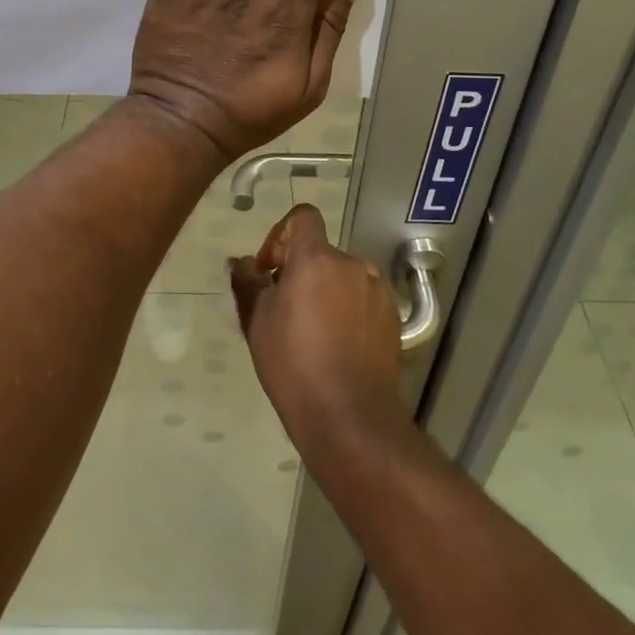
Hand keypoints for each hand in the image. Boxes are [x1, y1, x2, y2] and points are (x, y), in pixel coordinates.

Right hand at [229, 204, 403, 449]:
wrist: (350, 417)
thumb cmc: (294, 364)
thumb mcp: (257, 321)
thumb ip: (248, 282)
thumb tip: (241, 262)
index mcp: (316, 258)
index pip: (303, 217)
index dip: (282, 234)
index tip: (271, 270)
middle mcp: (352, 264)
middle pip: (321, 252)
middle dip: (301, 271)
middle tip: (285, 310)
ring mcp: (377, 290)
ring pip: (343, 277)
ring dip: (327, 291)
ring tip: (313, 332)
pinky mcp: (393, 317)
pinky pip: (363, 299)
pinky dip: (349, 310)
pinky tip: (339, 346)